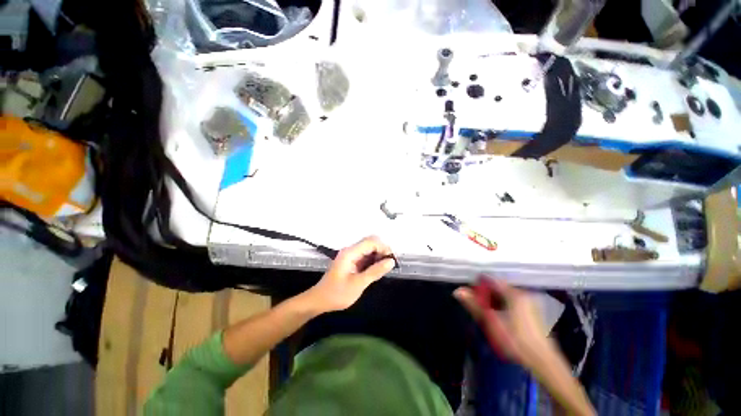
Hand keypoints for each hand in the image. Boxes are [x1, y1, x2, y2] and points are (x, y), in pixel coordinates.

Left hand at [304, 236, 395, 313]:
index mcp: (350, 253)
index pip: (371, 242)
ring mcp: (351, 255)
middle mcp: (351, 250)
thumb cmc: (337, 293)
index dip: (383, 248)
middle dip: (382, 250)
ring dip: (378, 255)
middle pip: (370, 242)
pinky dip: (373, 260)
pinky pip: (365, 255)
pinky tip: (377, 269)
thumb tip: (391, 261)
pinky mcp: (351, 261)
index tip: (392, 260)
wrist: (320, 300)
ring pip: (369, 248)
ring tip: (385, 268)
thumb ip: (375, 271)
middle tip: (390, 264)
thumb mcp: (358, 284)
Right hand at [454, 277, 550, 367]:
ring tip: (488, 316)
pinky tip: (501, 320)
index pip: (490, 280)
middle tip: (478, 308)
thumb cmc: (515, 341)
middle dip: (485, 296)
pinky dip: (503, 307)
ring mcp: (530, 303)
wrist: (543, 362)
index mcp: (514, 293)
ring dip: (493, 302)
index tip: (470, 296)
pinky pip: (513, 302)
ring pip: (505, 296)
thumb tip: (457, 291)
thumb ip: (474, 305)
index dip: (478, 286)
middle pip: (498, 287)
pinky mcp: (533, 312)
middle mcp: (523, 294)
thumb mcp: (491, 322)